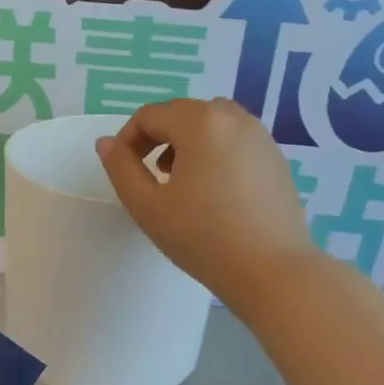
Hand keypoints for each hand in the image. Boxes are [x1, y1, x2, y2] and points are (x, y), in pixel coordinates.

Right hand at [96, 97, 316, 312]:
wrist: (272, 271)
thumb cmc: (203, 238)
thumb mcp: (147, 206)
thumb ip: (120, 168)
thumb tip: (107, 143)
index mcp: (200, 123)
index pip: (150, 115)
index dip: (127, 139)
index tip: (122, 170)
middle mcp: (234, 118)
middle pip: (182, 113)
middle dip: (157, 137)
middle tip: (147, 175)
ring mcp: (261, 136)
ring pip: (212, 123)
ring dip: (187, 141)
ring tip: (179, 180)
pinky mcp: (276, 158)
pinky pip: (236, 140)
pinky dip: (215, 152)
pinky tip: (213, 191)